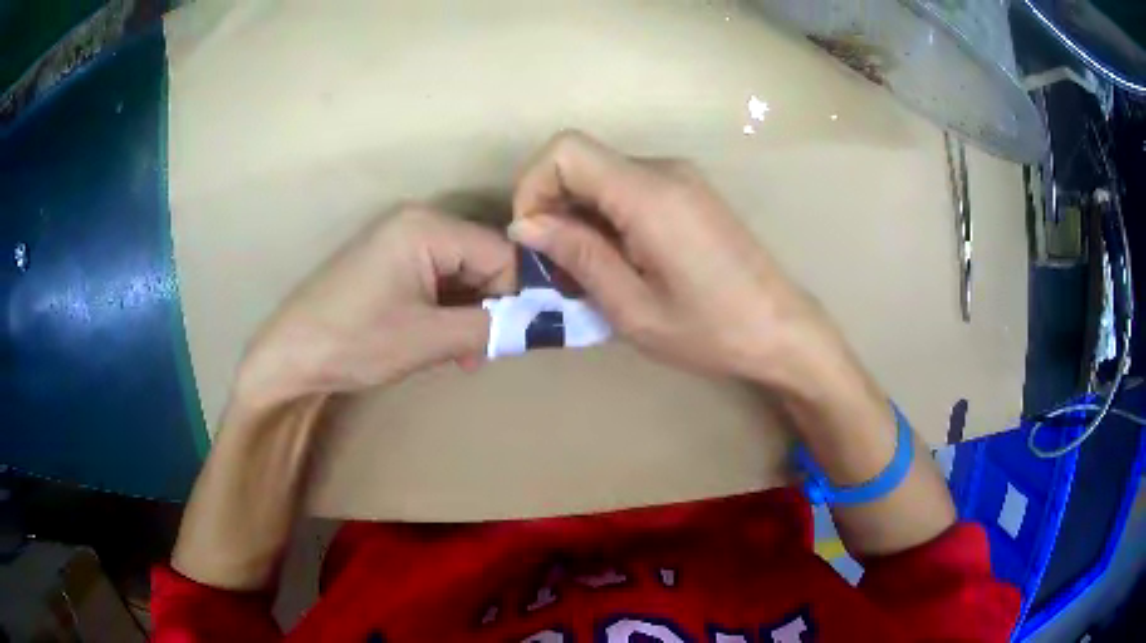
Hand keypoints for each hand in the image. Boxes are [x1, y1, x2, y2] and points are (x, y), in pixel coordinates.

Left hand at [234, 206, 514, 409]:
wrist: (289, 354)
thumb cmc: (355, 342)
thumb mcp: (428, 339)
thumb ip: (490, 327)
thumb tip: (539, 324)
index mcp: (427, 227)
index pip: (501, 253)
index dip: (519, 295)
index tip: (521, 336)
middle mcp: (417, 221)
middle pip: (482, 259)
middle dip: (490, 307)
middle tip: (485, 352)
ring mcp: (399, 239)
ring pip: (460, 272)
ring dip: (469, 313)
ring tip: (461, 355)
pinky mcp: (388, 260)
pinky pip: (436, 278)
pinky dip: (446, 309)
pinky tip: (440, 341)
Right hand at [509, 131, 841, 388]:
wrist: (781, 329)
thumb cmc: (711, 331)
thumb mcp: (633, 309)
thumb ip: (579, 256)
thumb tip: (526, 224)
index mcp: (650, 195)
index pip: (566, 150)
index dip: (533, 185)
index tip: (533, 237)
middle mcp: (665, 171)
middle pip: (582, 159)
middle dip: (553, 205)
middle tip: (557, 266)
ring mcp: (681, 177)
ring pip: (603, 174)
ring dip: (579, 214)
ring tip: (587, 271)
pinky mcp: (690, 191)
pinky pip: (629, 186)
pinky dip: (606, 215)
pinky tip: (618, 259)